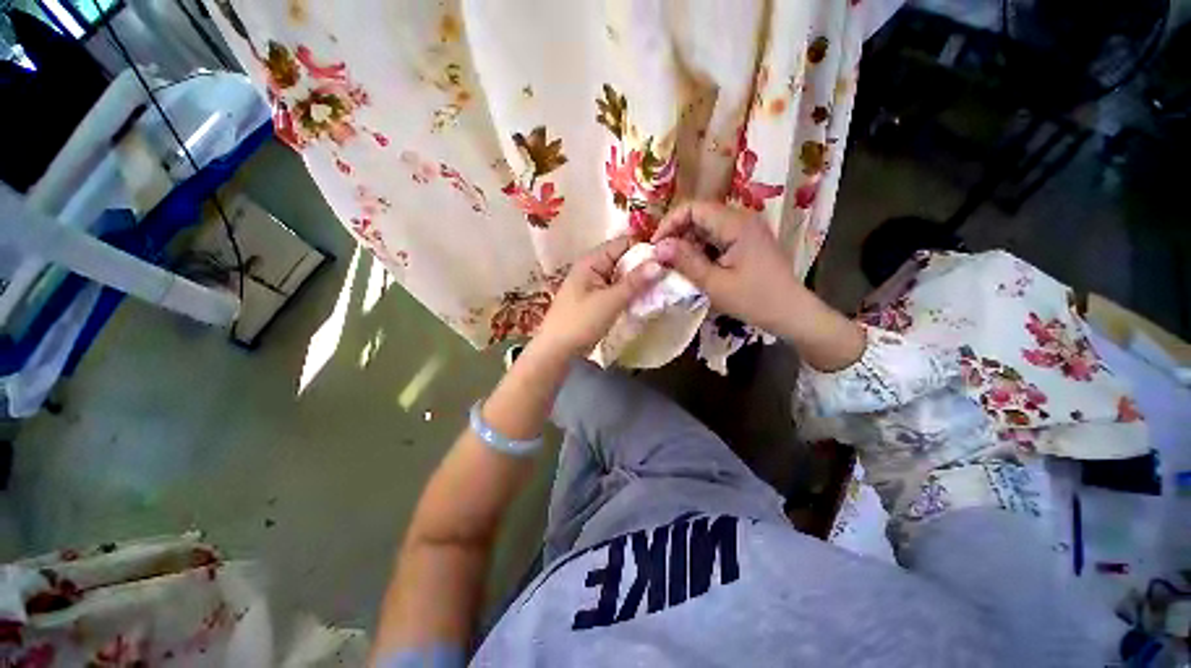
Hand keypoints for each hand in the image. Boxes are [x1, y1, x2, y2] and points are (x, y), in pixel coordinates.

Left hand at [533, 235, 663, 357]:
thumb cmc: (580, 322)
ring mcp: (594, 284)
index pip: (623, 243)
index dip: (645, 249)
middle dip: (644, 267)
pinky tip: (644, 301)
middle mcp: (593, 268)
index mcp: (592, 261)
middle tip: (668, 277)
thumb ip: (635, 282)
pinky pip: (617, 290)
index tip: (667, 260)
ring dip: (639, 282)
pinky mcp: (596, 299)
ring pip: (622, 276)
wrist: (556, 350)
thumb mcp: (610, 301)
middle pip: (624, 259)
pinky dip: (630, 293)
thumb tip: (659, 263)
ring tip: (661, 289)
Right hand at [651, 201, 806, 335]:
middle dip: (677, 235)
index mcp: (736, 224)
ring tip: (677, 266)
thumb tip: (658, 247)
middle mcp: (742, 219)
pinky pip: (717, 238)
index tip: (656, 247)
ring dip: (688, 244)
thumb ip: (685, 262)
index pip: (693, 208)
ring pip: (707, 227)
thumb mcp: (714, 284)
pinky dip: (702, 250)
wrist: (791, 313)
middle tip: (663, 259)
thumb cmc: (753, 299)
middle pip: (700, 215)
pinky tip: (696, 268)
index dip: (670, 223)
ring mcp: (746, 230)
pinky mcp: (747, 242)